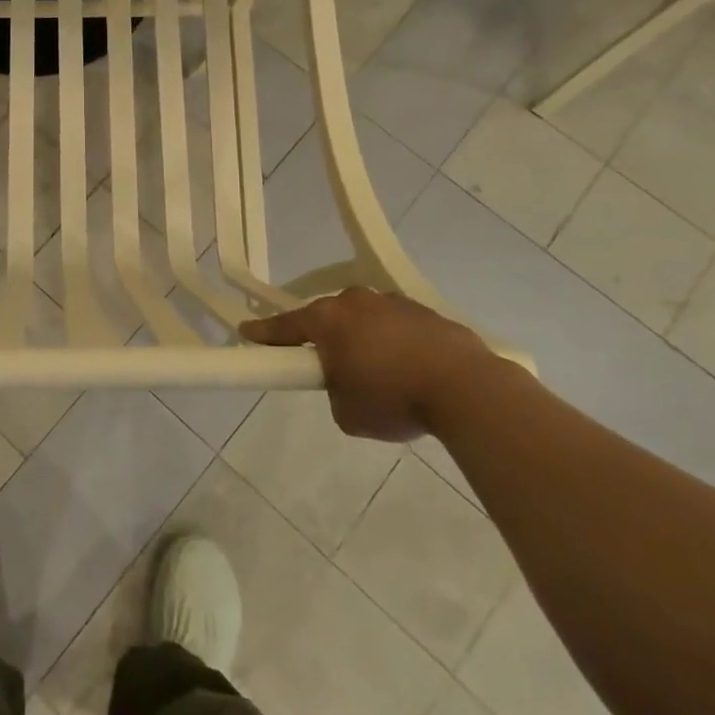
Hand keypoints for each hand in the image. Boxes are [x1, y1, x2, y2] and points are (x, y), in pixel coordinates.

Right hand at [240, 288, 494, 441]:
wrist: (468, 389)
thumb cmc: (394, 399)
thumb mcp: (347, 412)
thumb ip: (335, 391)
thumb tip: (349, 383)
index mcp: (328, 320)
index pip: (286, 326)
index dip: (264, 333)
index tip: (246, 332)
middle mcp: (356, 302)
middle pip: (329, 317)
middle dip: (326, 339)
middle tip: (331, 367)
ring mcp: (394, 303)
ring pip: (367, 320)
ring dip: (365, 340)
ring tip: (382, 375)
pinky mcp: (428, 313)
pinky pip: (399, 328)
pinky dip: (398, 345)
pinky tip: (412, 371)